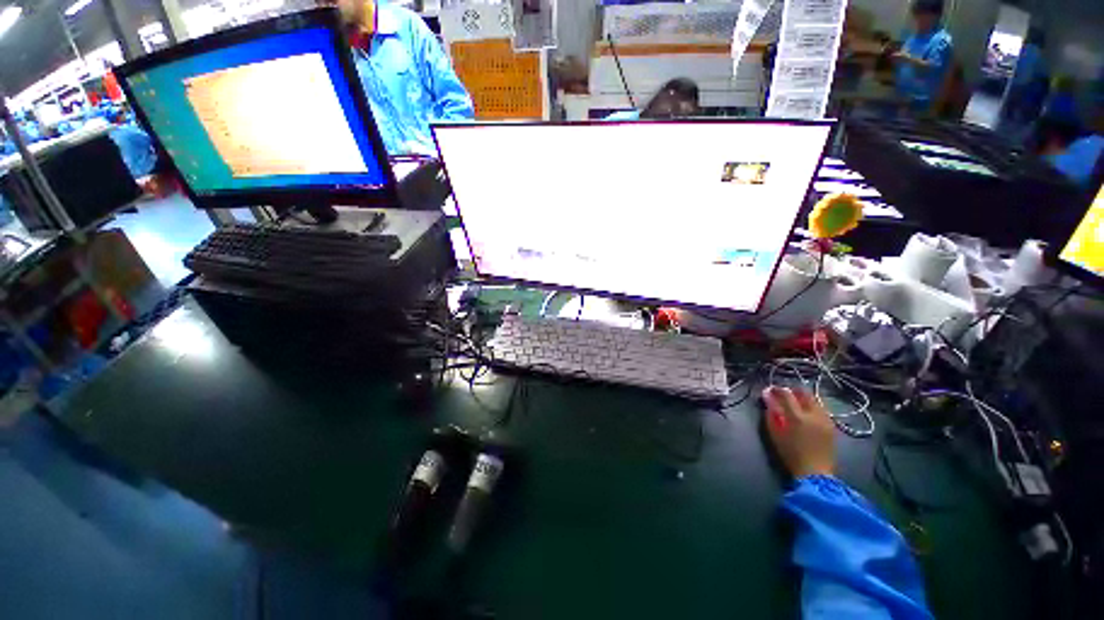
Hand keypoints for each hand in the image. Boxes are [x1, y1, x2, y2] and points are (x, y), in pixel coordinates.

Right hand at [763, 387, 834, 478]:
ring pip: (815, 400)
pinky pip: (821, 409)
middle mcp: (814, 415)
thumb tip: (767, 398)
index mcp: (797, 417)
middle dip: (793, 391)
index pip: (786, 394)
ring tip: (795, 403)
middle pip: (805, 393)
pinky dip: (812, 406)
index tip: (770, 390)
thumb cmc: (791, 454)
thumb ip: (771, 414)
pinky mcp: (832, 426)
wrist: (815, 473)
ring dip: (804, 398)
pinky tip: (807, 413)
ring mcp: (825, 420)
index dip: (777, 389)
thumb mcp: (775, 434)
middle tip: (784, 394)